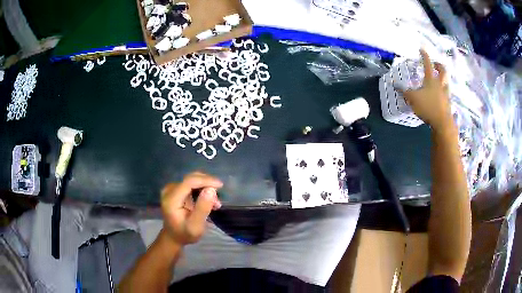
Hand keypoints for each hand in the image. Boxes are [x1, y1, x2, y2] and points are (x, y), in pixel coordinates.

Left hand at [160, 172, 222, 245]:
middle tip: (217, 200)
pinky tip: (208, 200)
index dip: (205, 180)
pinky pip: (190, 183)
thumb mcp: (196, 226)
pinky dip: (201, 189)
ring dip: (206, 188)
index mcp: (171, 199)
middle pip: (191, 178)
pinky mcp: (175, 189)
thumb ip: (202, 208)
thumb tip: (211, 189)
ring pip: (192, 180)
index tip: (220, 186)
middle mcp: (169, 190)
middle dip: (207, 185)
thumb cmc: (185, 233)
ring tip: (214, 203)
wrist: (174, 236)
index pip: (189, 182)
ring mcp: (171, 188)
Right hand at [402, 49, 452, 130]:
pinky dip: (443, 91)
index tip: (421, 49)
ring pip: (446, 82)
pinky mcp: (448, 104)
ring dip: (443, 78)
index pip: (428, 63)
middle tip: (435, 64)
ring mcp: (445, 94)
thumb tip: (394, 84)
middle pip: (443, 70)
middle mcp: (440, 84)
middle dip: (439, 65)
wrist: (442, 123)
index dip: (424, 55)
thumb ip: (404, 91)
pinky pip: (446, 94)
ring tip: (439, 79)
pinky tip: (440, 95)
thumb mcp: (413, 98)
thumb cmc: (428, 107)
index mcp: (431, 80)